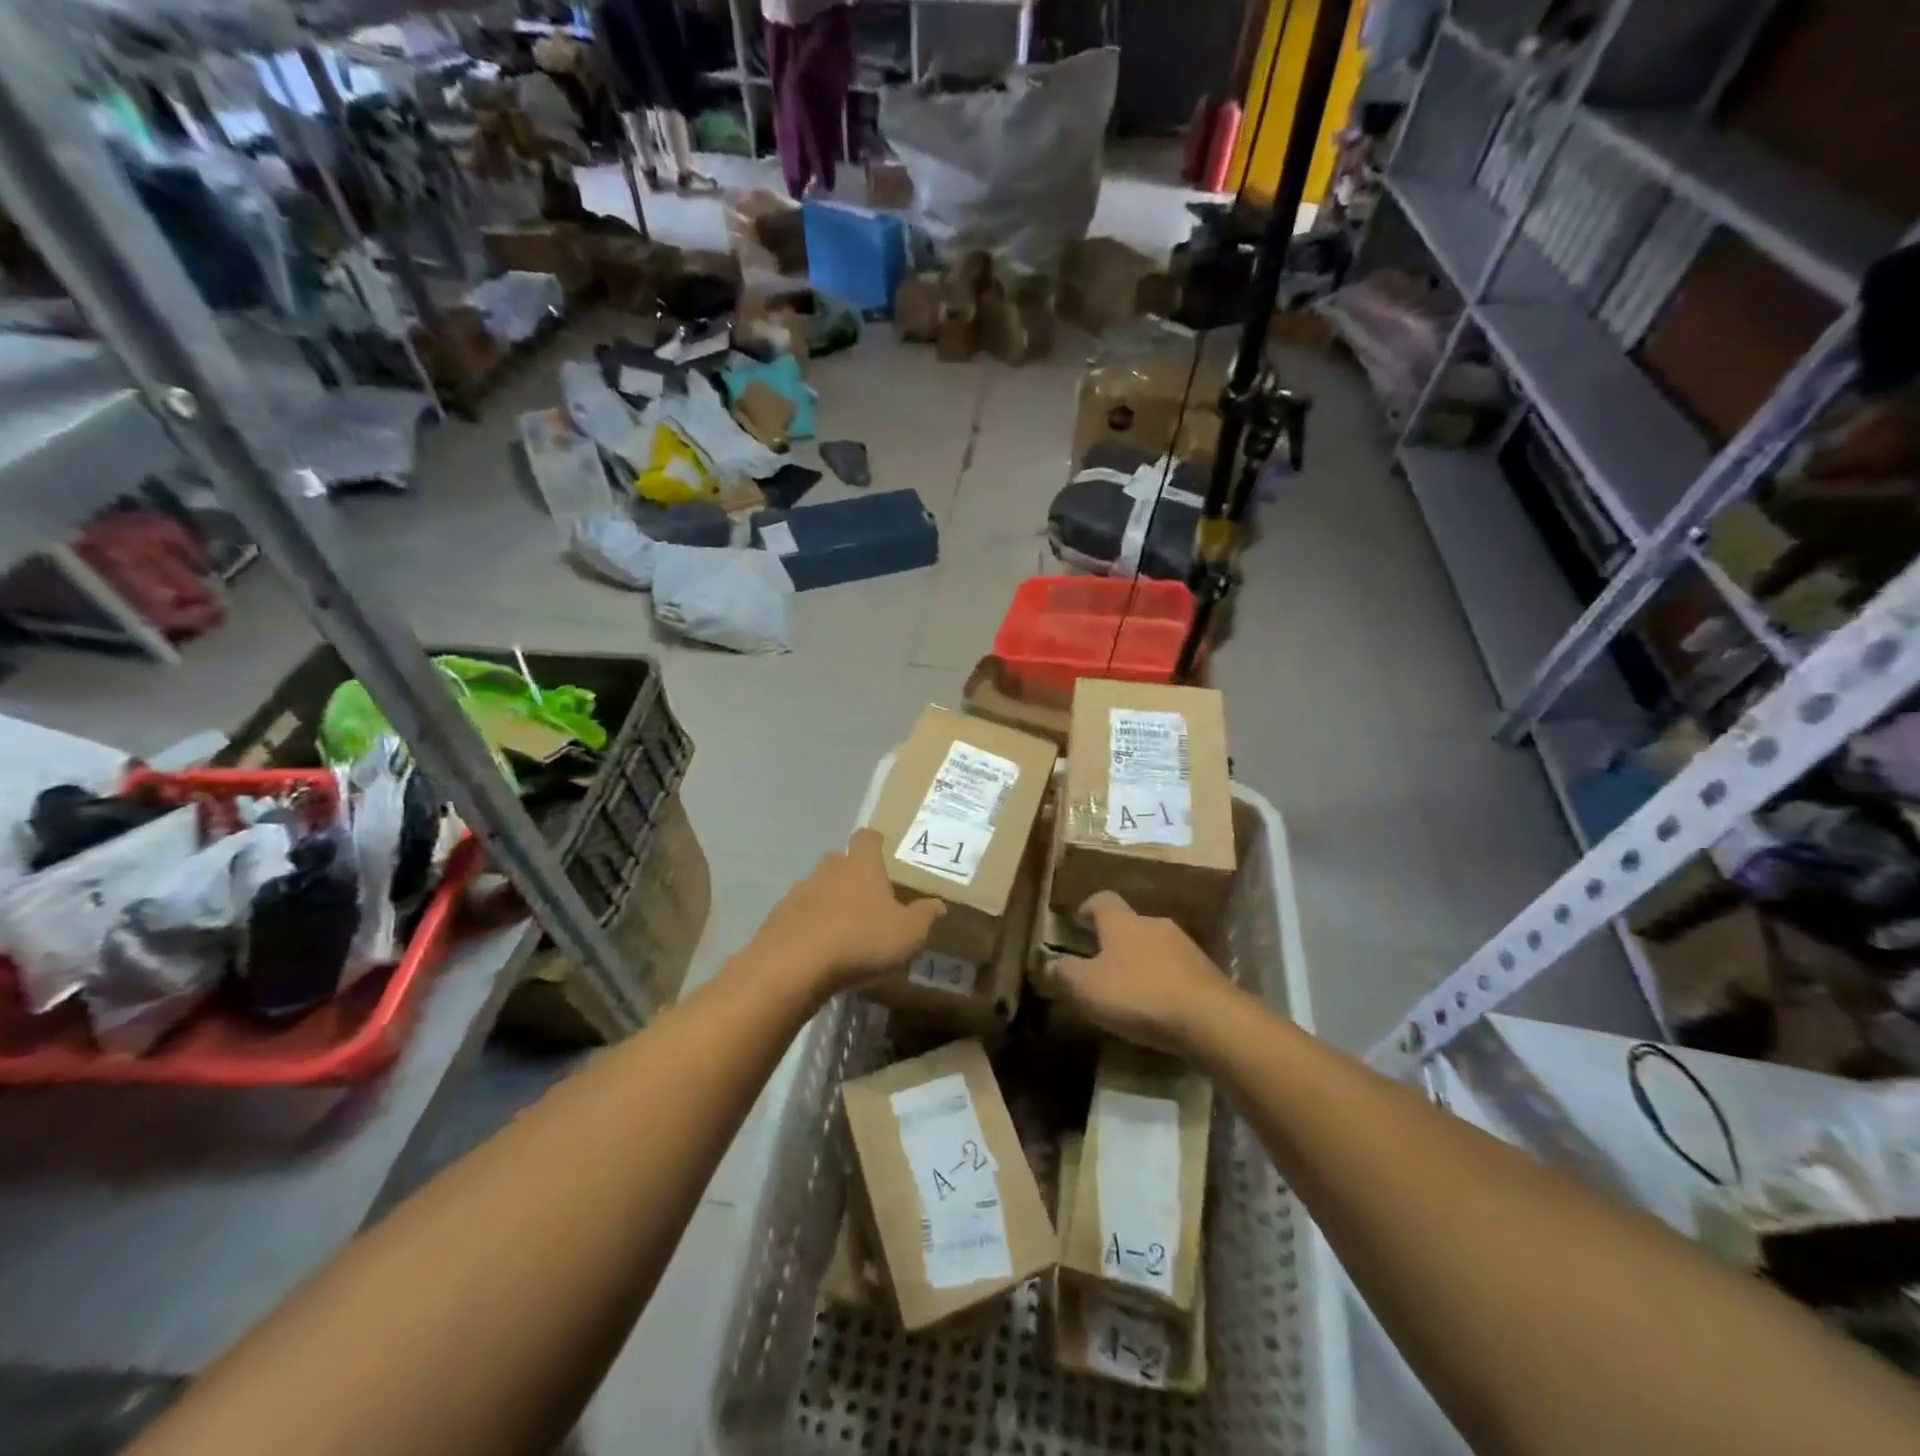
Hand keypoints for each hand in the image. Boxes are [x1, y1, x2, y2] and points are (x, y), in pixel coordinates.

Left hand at [744, 828, 942, 1001]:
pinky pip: (798, 915)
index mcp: (861, 865)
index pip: (867, 837)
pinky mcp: (777, 917)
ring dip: (827, 903)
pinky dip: (808, 926)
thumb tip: (938, 904)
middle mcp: (828, 870)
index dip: (875, 844)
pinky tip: (817, 950)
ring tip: (841, 931)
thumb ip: (924, 916)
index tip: (883, 856)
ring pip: (816, 888)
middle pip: (839, 861)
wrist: (793, 967)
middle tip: (867, 901)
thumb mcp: (908, 934)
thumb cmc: (861, 941)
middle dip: (851, 875)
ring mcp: (798, 892)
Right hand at [1053, 891, 1237, 1053]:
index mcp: (1123, 922)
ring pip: (1155, 946)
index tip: (1077, 922)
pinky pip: (1176, 970)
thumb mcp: (1087, 988)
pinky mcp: (1207, 972)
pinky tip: (1159, 1006)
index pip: (1102, 900)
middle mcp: (1154, 924)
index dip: (1087, 908)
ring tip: (1130, 989)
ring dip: (1141, 962)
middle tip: (1100, 963)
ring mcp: (1185, 946)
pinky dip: (1164, 982)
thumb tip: (1049, 963)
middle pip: (1130, 923)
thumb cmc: (1138, 995)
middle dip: (1115, 940)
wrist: (1210, 1019)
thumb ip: (1064, 973)